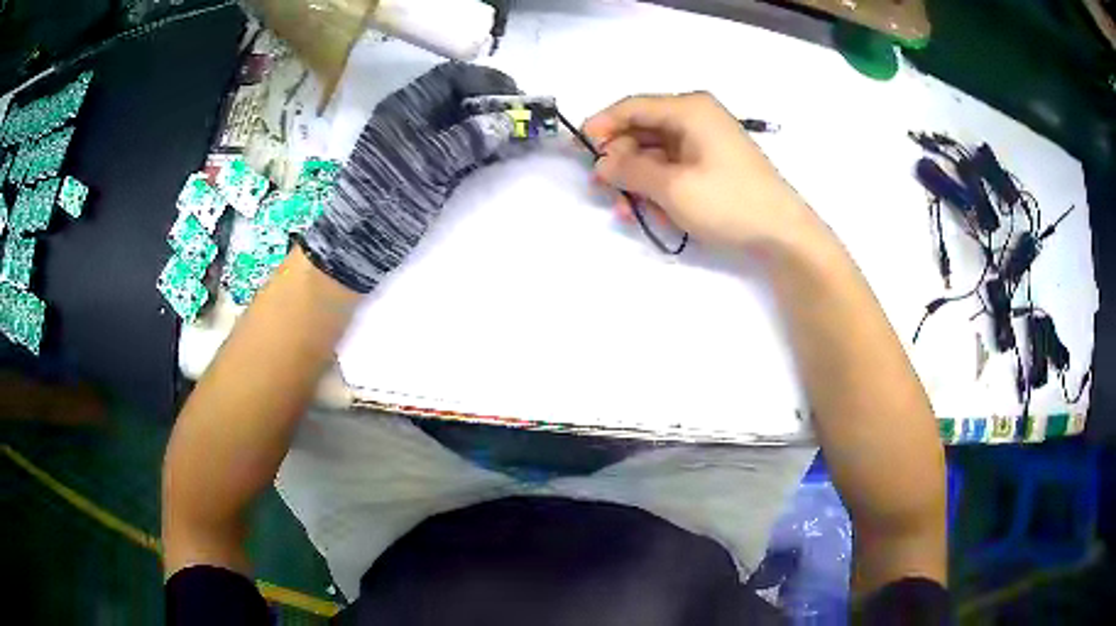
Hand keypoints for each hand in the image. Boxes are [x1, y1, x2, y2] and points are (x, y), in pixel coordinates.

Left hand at [301, 62, 517, 292]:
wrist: (360, 242)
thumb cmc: (389, 196)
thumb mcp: (429, 165)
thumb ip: (467, 140)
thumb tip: (506, 121)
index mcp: (407, 106)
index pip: (452, 77)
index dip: (486, 80)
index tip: (517, 94)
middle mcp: (414, 117)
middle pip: (461, 97)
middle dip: (494, 104)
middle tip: (525, 118)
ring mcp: (420, 142)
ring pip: (463, 122)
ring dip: (492, 126)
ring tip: (523, 137)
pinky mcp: (427, 165)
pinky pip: (460, 146)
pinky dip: (483, 147)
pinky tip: (504, 153)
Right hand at [583, 92, 819, 250]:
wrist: (783, 233)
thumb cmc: (729, 202)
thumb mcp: (672, 187)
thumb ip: (630, 171)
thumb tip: (602, 163)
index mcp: (689, 109)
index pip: (633, 106)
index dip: (602, 125)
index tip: (579, 149)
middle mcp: (697, 118)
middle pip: (643, 129)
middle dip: (620, 158)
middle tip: (601, 187)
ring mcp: (707, 142)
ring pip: (657, 152)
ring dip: (637, 178)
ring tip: (623, 208)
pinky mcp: (714, 164)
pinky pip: (675, 167)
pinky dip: (659, 186)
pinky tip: (649, 211)